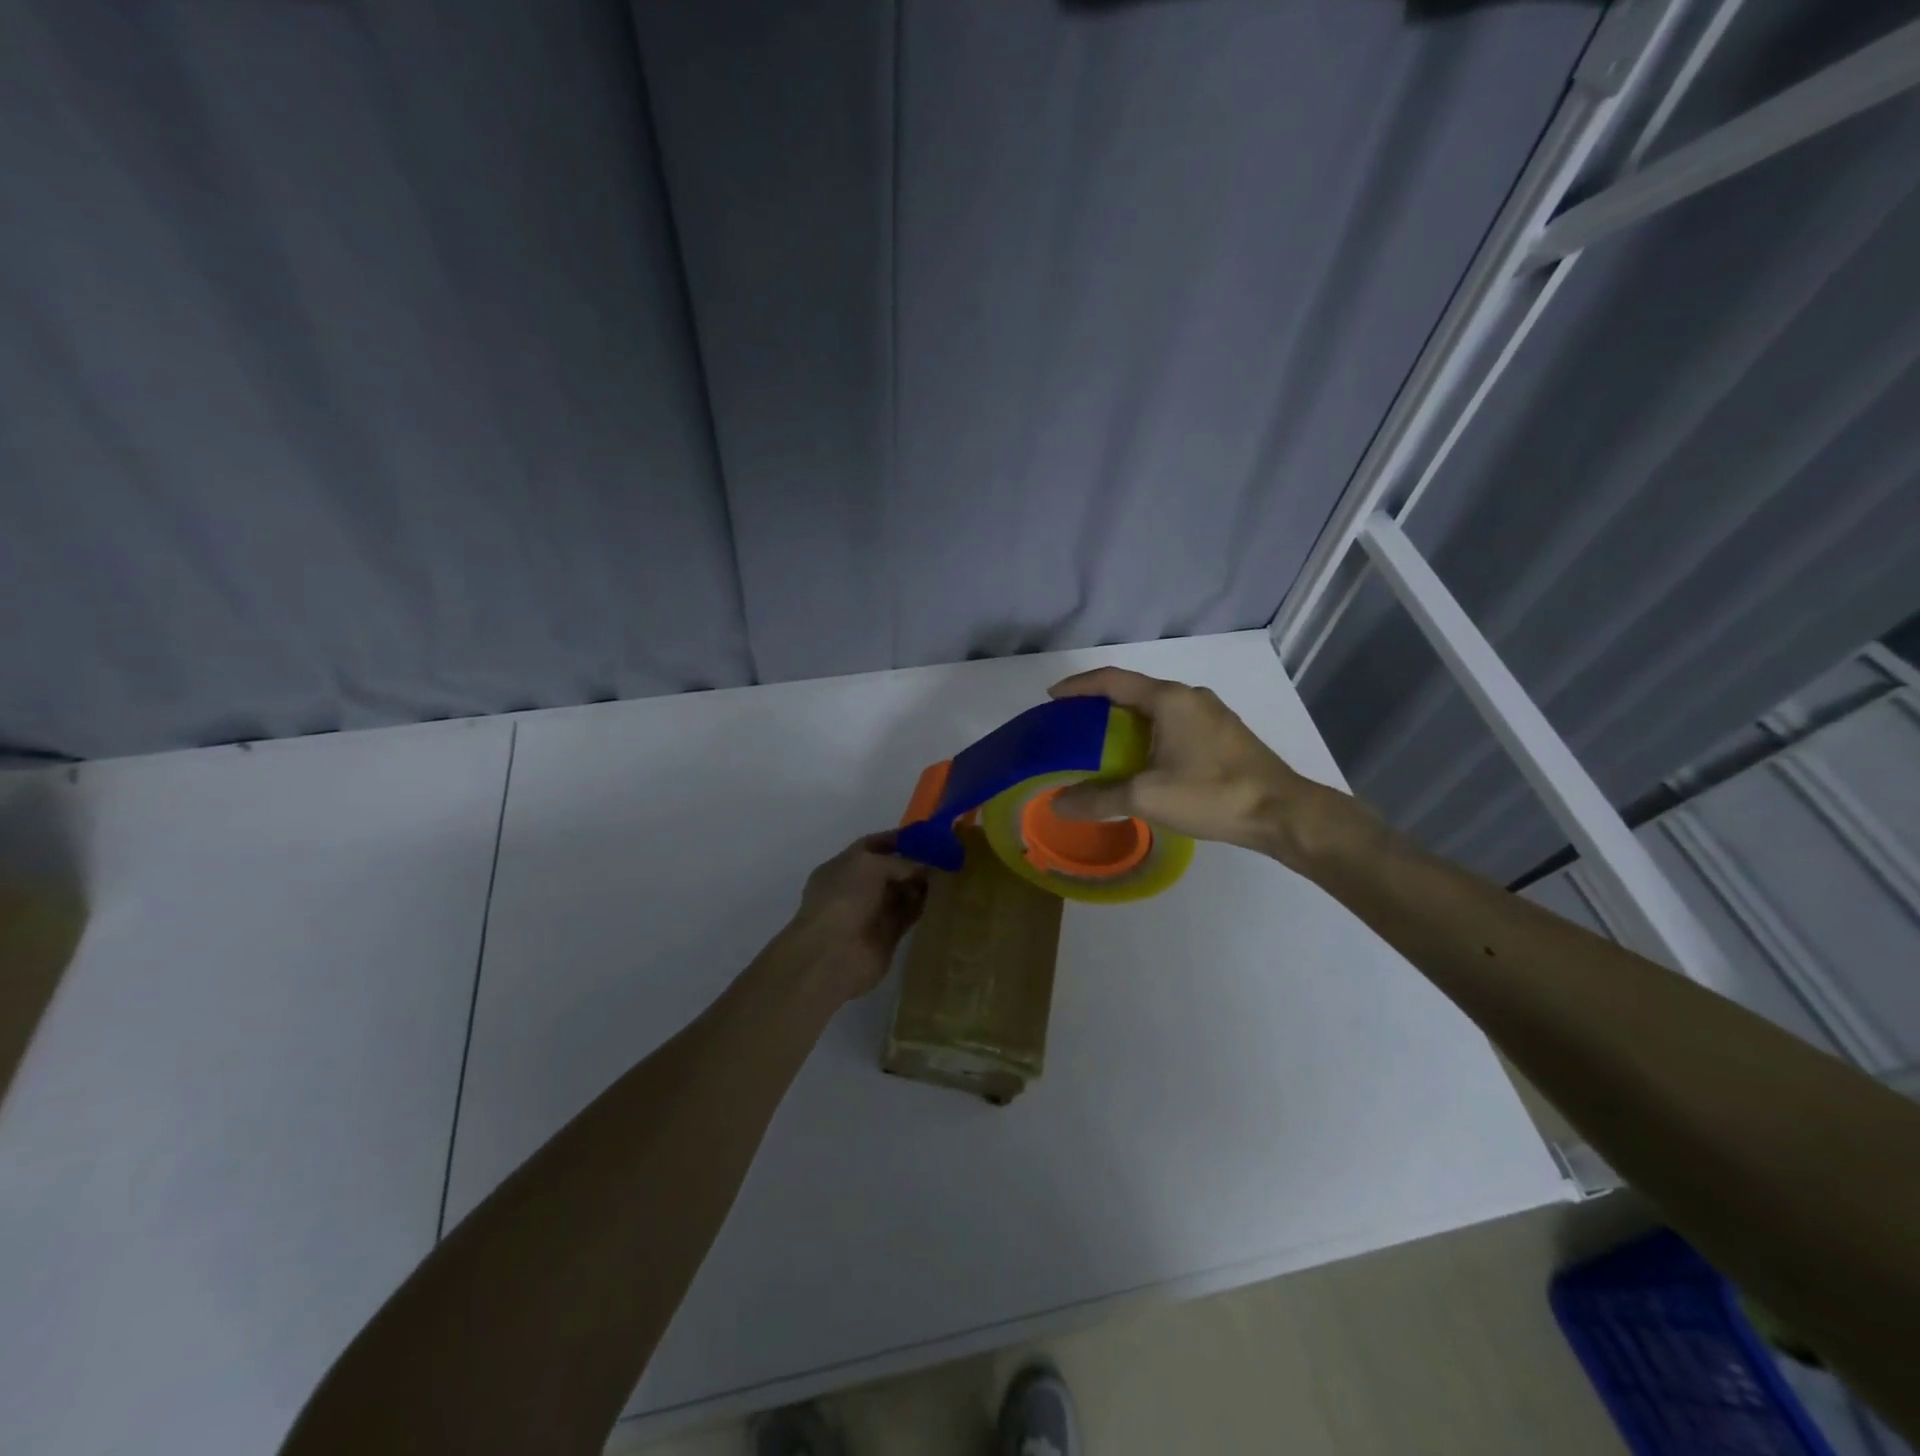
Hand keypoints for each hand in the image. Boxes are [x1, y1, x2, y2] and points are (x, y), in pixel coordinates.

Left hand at [784, 833, 929, 1001]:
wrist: (834, 954)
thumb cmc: (845, 899)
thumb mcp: (871, 865)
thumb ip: (900, 861)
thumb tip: (924, 867)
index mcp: (841, 867)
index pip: (871, 846)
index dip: (896, 839)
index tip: (924, 835)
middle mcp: (855, 888)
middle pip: (889, 870)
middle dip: (913, 862)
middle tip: (944, 854)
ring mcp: (871, 913)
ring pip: (901, 893)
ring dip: (920, 884)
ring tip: (949, 873)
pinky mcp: (887, 935)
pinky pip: (908, 914)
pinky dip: (923, 906)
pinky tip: (943, 896)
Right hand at [1047, 667, 1365, 868]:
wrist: (1281, 812)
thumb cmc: (1211, 794)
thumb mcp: (1147, 797)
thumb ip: (1099, 798)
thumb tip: (1057, 804)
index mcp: (1169, 699)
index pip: (1112, 680)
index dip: (1079, 685)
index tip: (1052, 697)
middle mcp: (1190, 697)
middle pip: (1134, 691)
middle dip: (1100, 704)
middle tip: (1072, 725)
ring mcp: (1211, 715)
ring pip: (1156, 708)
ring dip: (1126, 721)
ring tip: (1101, 743)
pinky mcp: (1224, 735)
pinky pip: (1174, 723)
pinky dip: (1149, 733)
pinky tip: (1142, 759)